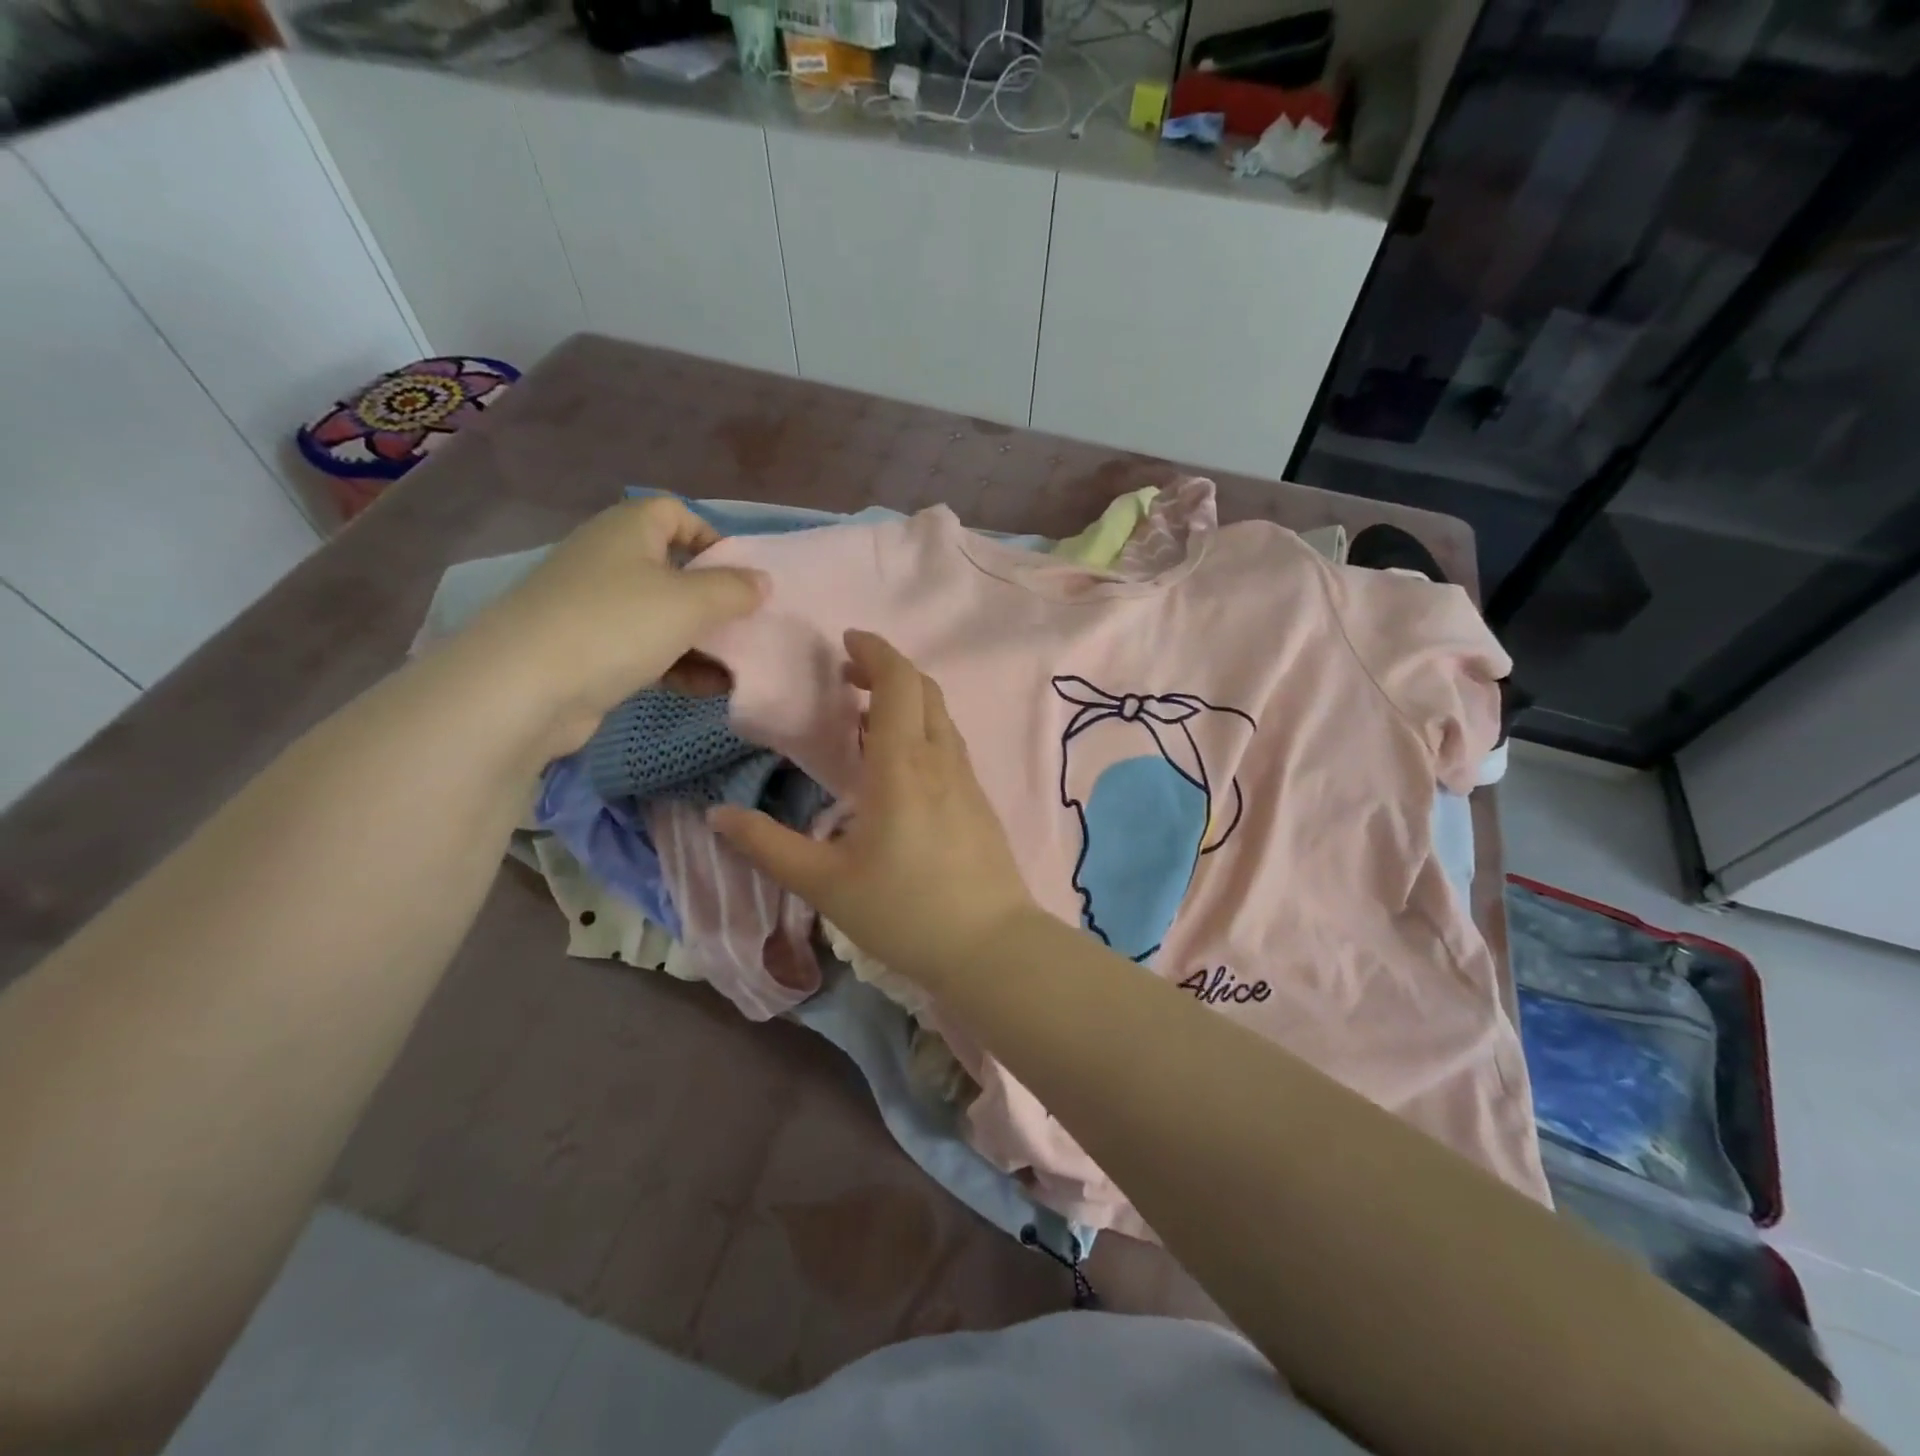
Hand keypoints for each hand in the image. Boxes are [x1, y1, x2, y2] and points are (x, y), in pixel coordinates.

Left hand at [457, 496, 767, 753]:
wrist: (524, 688)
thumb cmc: (615, 625)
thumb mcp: (688, 603)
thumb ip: (733, 590)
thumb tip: (763, 581)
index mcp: (628, 530)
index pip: (676, 513)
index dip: (713, 538)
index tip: (742, 576)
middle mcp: (609, 560)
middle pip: (674, 569)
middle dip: (715, 599)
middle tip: (748, 625)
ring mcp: (595, 607)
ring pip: (663, 614)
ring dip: (702, 640)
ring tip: (738, 667)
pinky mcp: (589, 650)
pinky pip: (646, 649)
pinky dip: (678, 664)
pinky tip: (709, 688)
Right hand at [710, 630, 1038, 988]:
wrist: (990, 947)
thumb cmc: (904, 911)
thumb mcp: (826, 883)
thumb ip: (769, 846)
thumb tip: (718, 815)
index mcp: (902, 765)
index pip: (898, 682)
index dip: (875, 651)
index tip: (846, 641)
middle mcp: (940, 759)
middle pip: (923, 689)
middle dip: (888, 668)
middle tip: (849, 675)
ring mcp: (966, 779)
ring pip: (940, 715)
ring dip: (908, 698)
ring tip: (867, 716)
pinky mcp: (979, 801)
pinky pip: (949, 743)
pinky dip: (923, 727)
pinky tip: (901, 762)